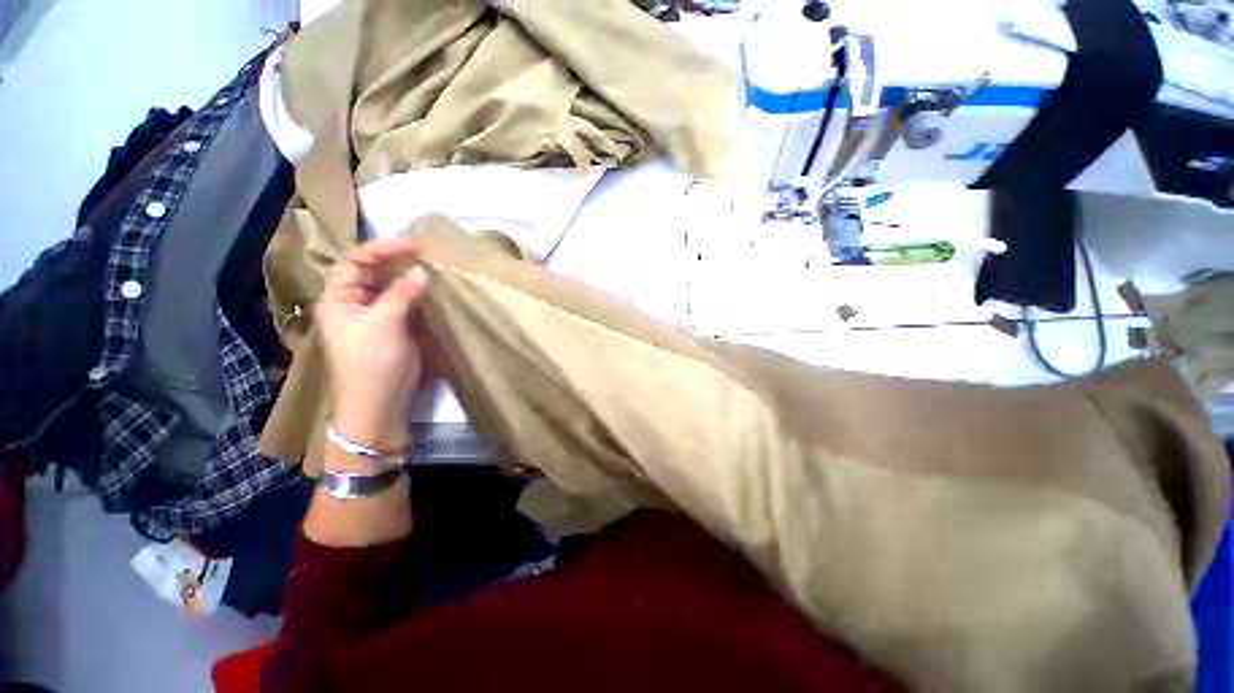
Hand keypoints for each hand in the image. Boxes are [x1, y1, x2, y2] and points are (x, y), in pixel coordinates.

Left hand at [318, 238, 427, 452]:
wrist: (377, 406)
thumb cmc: (372, 364)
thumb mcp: (385, 325)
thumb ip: (401, 294)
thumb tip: (421, 271)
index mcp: (338, 300)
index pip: (354, 262)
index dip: (380, 249)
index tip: (412, 245)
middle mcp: (353, 305)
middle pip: (370, 273)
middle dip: (394, 260)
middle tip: (423, 253)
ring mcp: (373, 318)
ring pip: (387, 288)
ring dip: (406, 277)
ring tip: (429, 267)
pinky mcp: (392, 330)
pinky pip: (401, 304)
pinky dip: (414, 295)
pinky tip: (429, 290)